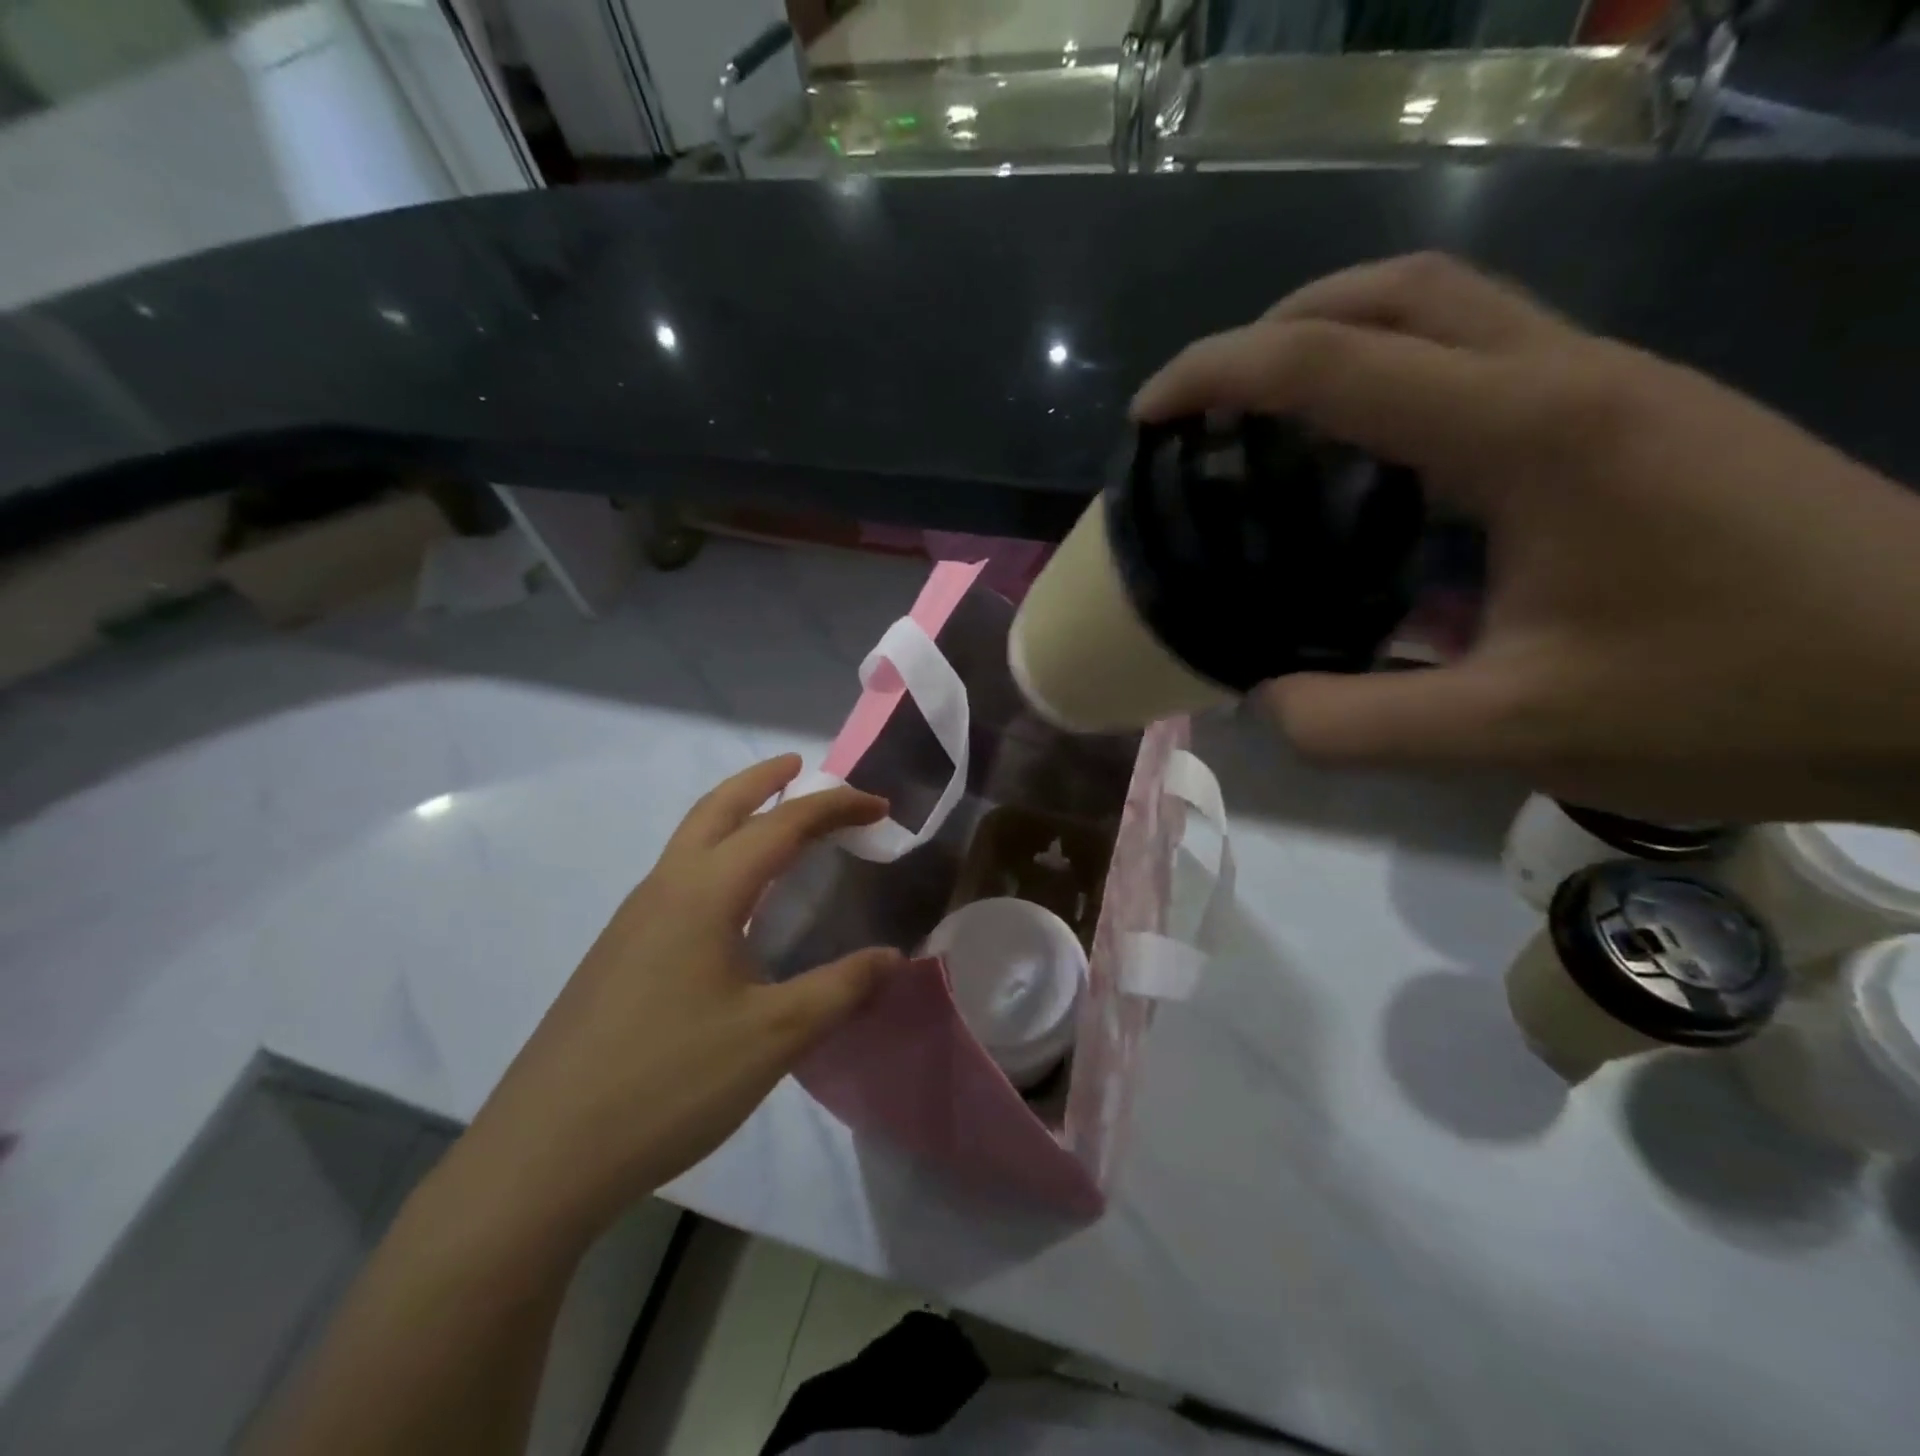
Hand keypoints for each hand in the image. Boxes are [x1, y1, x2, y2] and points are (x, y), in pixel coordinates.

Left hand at [446, 756, 901, 1242]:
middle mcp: (664, 890)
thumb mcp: (773, 1037)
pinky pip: (677, 880)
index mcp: (703, 893)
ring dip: (734, 816)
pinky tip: (733, 904)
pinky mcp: (618, 955)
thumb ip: (841, 989)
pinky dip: (716, 859)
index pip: (781, 826)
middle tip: (802, 767)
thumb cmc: (668, 1083)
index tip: (880, 807)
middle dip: (763, 780)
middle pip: (717, 808)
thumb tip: (894, 957)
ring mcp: (632, 922)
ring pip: (689, 841)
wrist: (542, 1156)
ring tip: (776, 825)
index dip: (835, 807)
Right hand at [1133, 253, 1919, 827]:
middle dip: (1276, 330)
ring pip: (1445, 310)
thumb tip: (1261, 703)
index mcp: (1529, 432)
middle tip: (1206, 407)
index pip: (1334, 362)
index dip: (1219, 375)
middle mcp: (1565, 377)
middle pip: (1395, 290)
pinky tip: (1366, 469)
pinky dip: (1392, 385)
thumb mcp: (1518, 733)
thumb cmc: (1741, 700)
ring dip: (1336, 344)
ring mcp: (1605, 388)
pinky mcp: (1627, 418)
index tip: (1149, 415)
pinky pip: (1481, 362)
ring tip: (1266, 426)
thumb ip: (1360, 722)